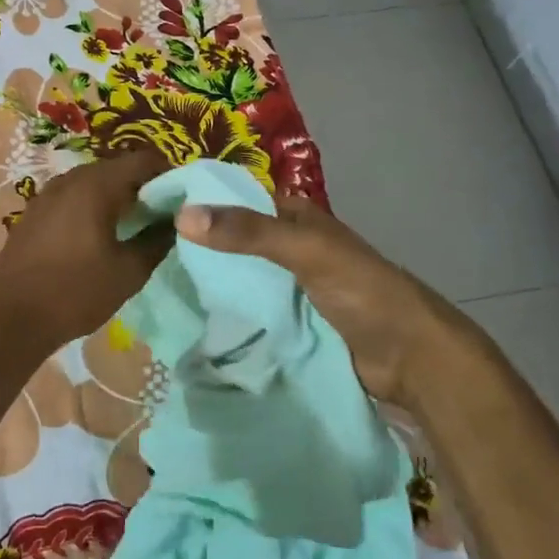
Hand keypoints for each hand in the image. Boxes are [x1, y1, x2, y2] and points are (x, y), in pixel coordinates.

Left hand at [0, 151, 174, 351]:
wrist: (10, 319)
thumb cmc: (75, 293)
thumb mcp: (128, 272)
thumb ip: (157, 241)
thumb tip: (176, 222)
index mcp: (96, 185)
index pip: (143, 160)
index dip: (169, 175)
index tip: (183, 200)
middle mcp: (69, 179)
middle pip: (116, 168)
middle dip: (142, 186)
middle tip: (162, 215)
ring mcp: (46, 194)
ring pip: (92, 182)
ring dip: (115, 197)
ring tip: (133, 226)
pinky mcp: (33, 213)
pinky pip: (71, 198)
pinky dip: (91, 207)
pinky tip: (97, 236)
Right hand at [174, 195, 488, 406]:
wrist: (411, 358)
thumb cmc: (363, 291)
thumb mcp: (305, 252)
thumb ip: (248, 233)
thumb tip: (182, 215)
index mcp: (296, 219)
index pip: (239, 199)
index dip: (202, 201)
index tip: (152, 211)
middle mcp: (290, 248)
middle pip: (235, 242)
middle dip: (198, 248)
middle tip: (146, 256)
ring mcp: (290, 288)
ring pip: (240, 279)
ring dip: (209, 285)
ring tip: (157, 289)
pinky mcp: (290, 323)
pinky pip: (250, 312)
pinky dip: (226, 315)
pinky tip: (191, 321)